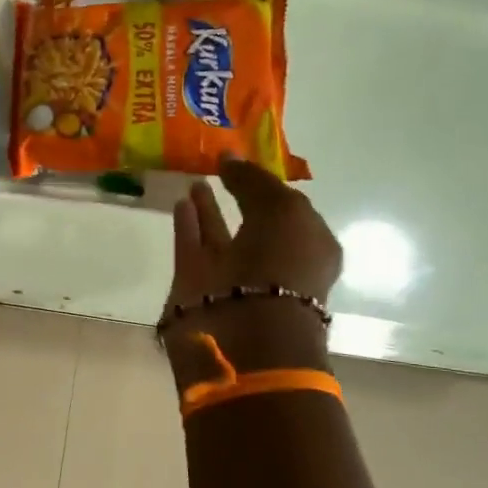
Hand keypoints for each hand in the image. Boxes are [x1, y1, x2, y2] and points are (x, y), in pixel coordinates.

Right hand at [164, 158, 341, 383]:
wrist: (245, 329)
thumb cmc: (280, 266)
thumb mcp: (283, 212)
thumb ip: (256, 182)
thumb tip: (230, 158)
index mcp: (307, 246)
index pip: (289, 208)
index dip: (269, 185)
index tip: (249, 162)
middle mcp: (271, 261)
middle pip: (253, 222)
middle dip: (239, 196)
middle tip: (220, 170)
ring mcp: (232, 274)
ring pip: (219, 235)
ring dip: (209, 210)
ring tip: (195, 182)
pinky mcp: (197, 284)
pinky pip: (192, 246)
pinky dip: (187, 226)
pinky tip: (181, 202)